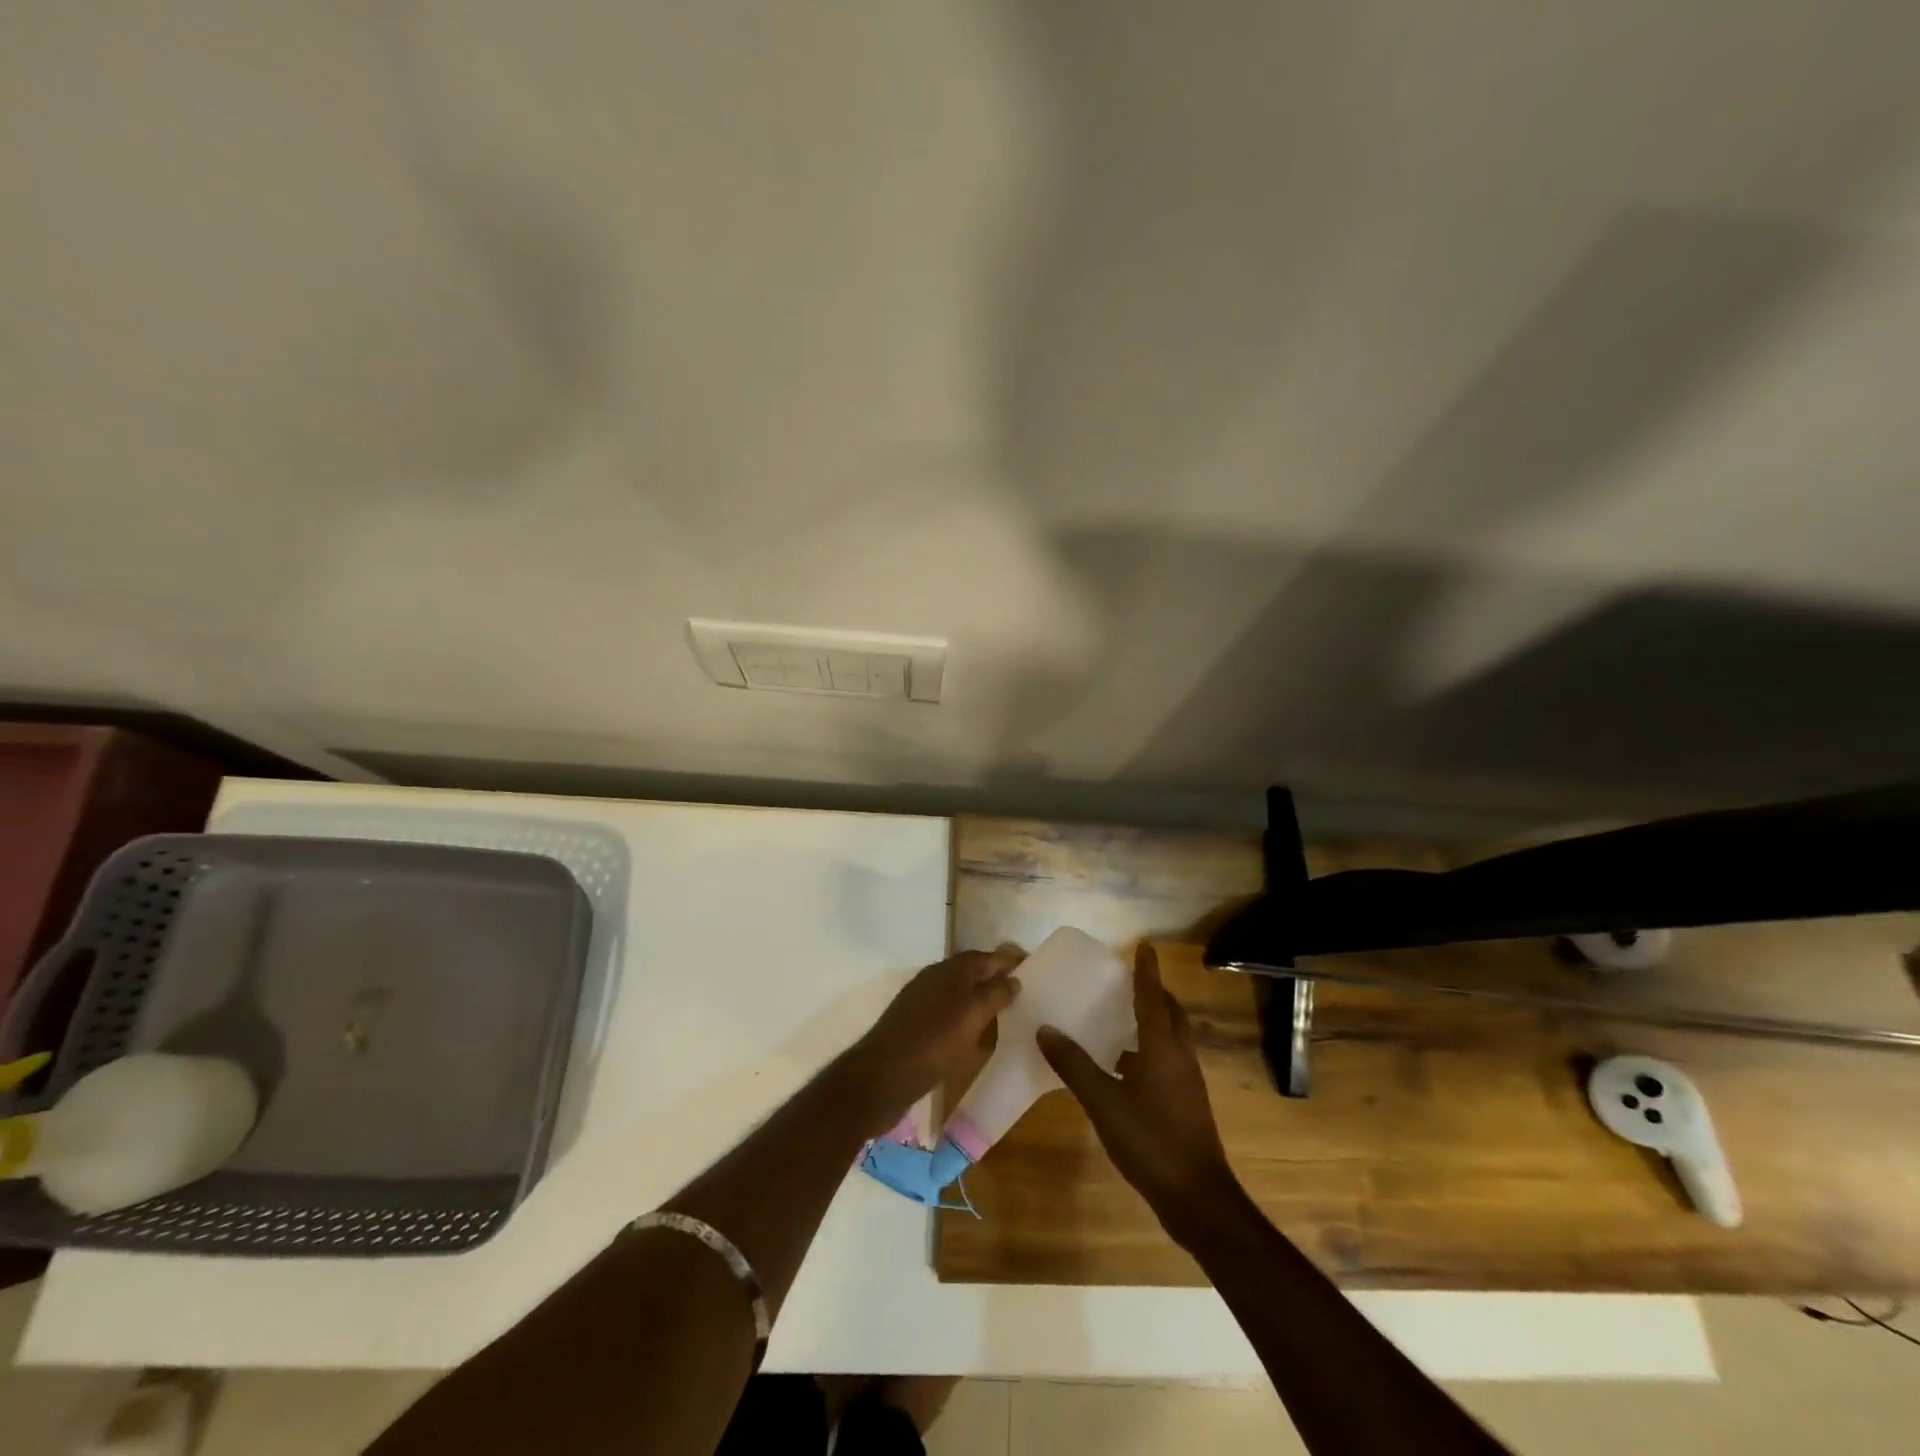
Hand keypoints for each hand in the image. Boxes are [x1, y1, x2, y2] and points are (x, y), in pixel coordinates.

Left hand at [848, 947, 1023, 1133]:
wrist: (881, 1077)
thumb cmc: (933, 1042)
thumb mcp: (972, 1015)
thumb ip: (995, 993)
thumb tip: (1013, 979)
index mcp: (951, 970)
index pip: (988, 956)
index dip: (1011, 961)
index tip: (1036, 968)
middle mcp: (936, 979)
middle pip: (974, 974)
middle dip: (999, 981)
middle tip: (1028, 996)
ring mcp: (923, 1003)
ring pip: (962, 996)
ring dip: (984, 1004)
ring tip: (1010, 1018)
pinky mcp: (916, 1028)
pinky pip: (951, 1018)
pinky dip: (968, 1023)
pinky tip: (978, 1040)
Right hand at [1038, 943, 1239, 1237]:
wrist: (1197, 1197)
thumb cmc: (1151, 1141)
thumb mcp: (1104, 1102)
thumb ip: (1074, 1066)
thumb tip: (1045, 1029)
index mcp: (1162, 1047)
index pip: (1153, 996)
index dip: (1146, 970)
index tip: (1144, 945)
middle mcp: (1180, 1056)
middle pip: (1170, 1013)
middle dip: (1154, 993)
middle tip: (1128, 981)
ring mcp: (1187, 1081)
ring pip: (1172, 1038)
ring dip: (1153, 1022)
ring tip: (1121, 1018)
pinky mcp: (1187, 1102)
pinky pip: (1168, 1060)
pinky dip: (1150, 1050)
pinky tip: (1125, 1066)